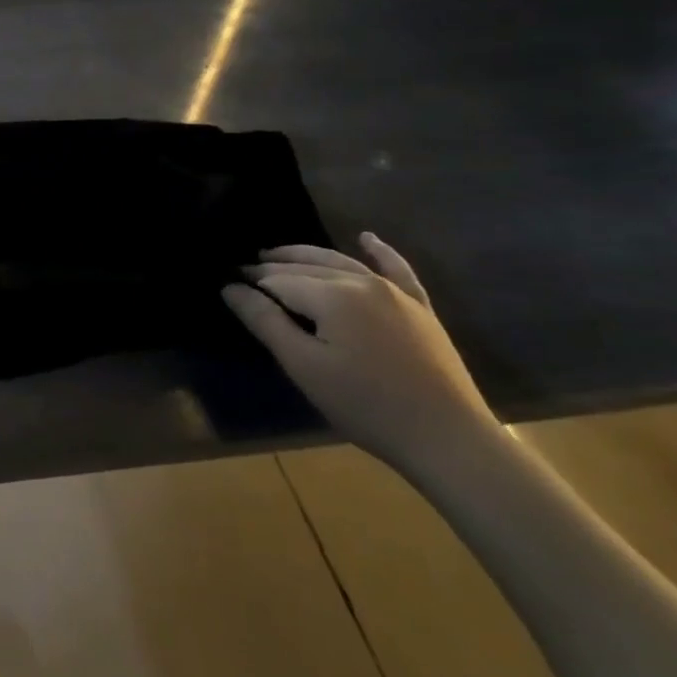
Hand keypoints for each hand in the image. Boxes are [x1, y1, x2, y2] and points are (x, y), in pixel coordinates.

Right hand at [222, 234, 499, 479]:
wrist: (447, 438)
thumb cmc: (365, 404)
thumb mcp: (304, 365)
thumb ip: (266, 321)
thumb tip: (231, 288)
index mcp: (333, 295)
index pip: (279, 280)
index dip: (252, 283)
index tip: (228, 286)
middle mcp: (364, 282)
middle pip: (307, 266)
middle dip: (273, 267)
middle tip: (244, 270)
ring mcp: (396, 293)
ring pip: (342, 262)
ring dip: (307, 256)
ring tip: (277, 255)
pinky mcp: (420, 309)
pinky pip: (397, 269)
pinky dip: (379, 251)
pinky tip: (366, 238)